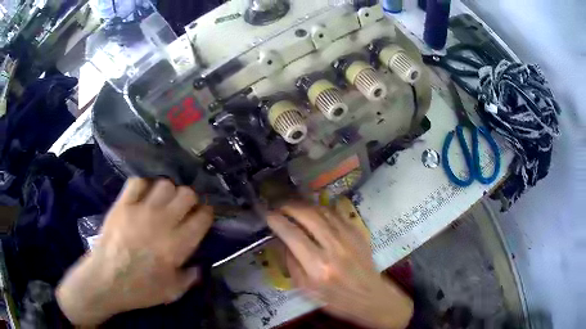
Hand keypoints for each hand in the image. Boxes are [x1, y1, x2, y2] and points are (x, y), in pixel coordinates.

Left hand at [56, 178, 212, 325]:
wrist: (106, 280)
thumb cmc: (140, 289)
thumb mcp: (172, 292)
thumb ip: (190, 277)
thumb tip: (198, 266)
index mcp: (178, 244)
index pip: (202, 216)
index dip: (206, 214)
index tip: (203, 217)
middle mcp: (163, 221)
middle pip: (186, 193)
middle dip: (190, 200)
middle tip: (183, 210)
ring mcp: (141, 210)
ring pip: (164, 184)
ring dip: (168, 192)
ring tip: (163, 202)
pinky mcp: (123, 204)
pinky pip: (137, 182)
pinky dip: (143, 186)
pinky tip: (142, 198)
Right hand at [267, 203, 412, 328]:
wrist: (369, 296)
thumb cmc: (335, 298)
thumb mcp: (306, 289)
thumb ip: (291, 263)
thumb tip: (282, 239)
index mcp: (318, 267)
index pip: (292, 235)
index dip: (277, 221)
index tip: (267, 214)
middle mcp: (333, 248)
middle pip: (308, 216)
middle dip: (289, 207)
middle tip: (279, 206)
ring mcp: (348, 237)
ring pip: (322, 211)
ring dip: (304, 205)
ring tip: (293, 207)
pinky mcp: (357, 233)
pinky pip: (336, 214)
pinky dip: (321, 209)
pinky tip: (313, 212)